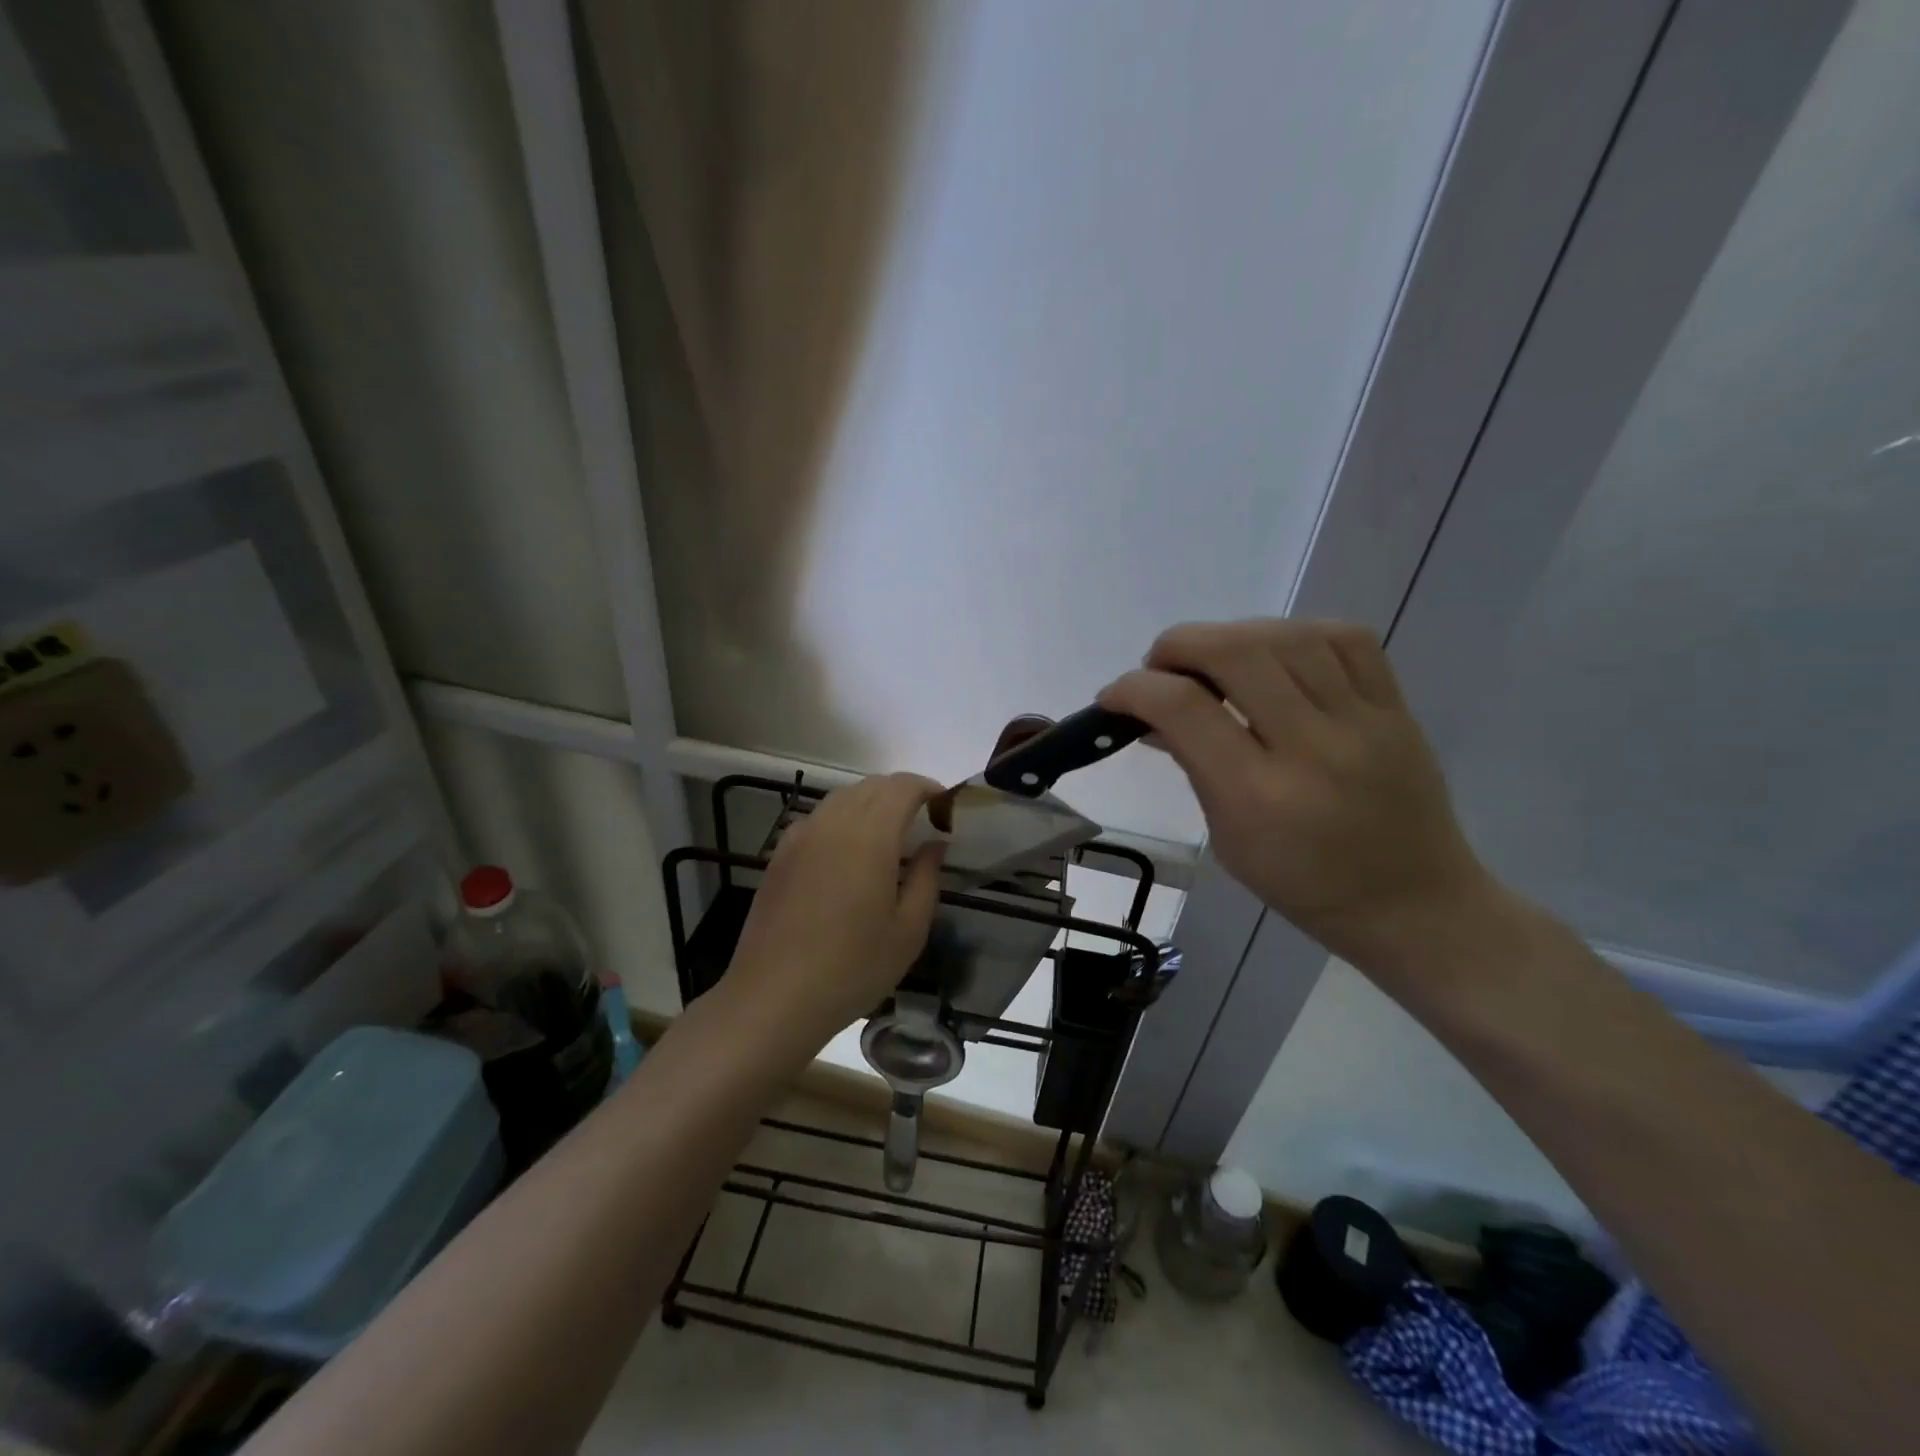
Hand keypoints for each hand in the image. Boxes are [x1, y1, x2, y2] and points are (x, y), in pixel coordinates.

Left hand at [724, 773, 945, 1042]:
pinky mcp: (779, 855)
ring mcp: (800, 836)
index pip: (903, 786)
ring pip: (842, 798)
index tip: (946, 809)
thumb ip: (927, 877)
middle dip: (902, 794)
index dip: (929, 788)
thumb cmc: (852, 968)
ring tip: (888, 838)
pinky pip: (818, 819)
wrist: (774, 997)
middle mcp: (833, 823)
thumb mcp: (908, 930)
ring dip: (871, 804)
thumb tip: (934, 844)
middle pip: (872, 786)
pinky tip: (847, 855)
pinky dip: (842, 821)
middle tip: (924, 823)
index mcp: (870, 836)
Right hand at [1100, 619, 1496, 972]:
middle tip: (1161, 666)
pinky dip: (1295, 632)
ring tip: (1214, 658)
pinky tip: (1275, 653)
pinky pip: (1345, 637)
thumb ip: (1193, 767)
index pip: (1184, 708)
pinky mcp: (1396, 707)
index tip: (1114, 695)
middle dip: (1178, 645)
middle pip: (1235, 652)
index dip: (1134, 688)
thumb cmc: (1305, 885)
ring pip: (1286, 635)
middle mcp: (1312, 747)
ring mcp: (1362, 721)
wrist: (1414, 903)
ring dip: (1231, 634)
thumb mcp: (1229, 839)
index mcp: (1259, 796)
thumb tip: (1152, 716)